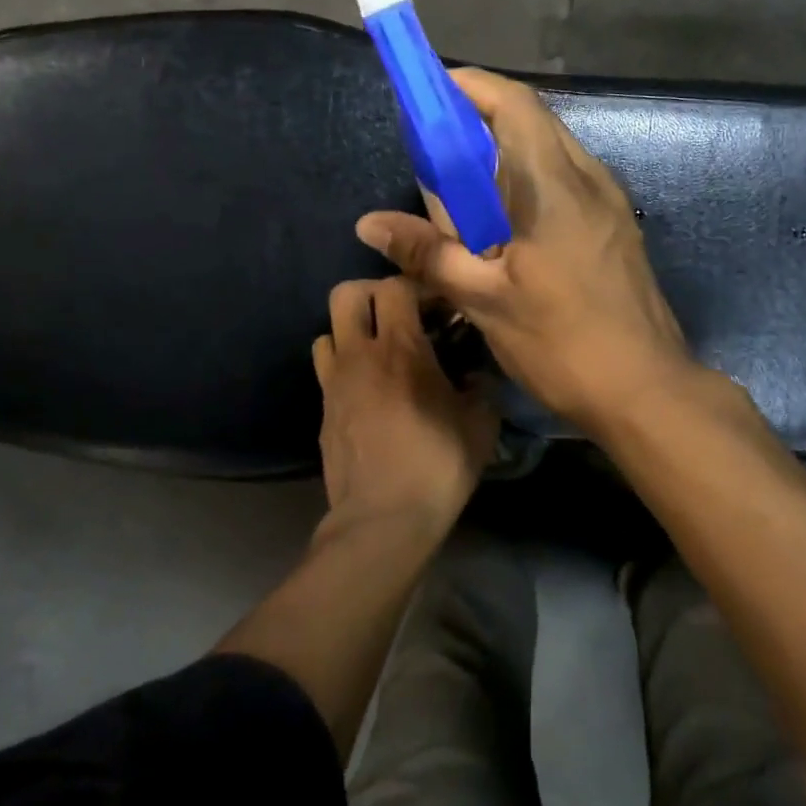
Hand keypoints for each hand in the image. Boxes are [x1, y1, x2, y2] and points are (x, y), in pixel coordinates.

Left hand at [313, 275, 498, 531]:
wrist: (383, 519)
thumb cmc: (437, 465)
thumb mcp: (480, 424)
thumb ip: (481, 387)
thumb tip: (475, 374)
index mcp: (400, 349)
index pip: (396, 286)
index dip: (418, 286)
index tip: (439, 306)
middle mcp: (360, 356)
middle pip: (346, 293)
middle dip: (373, 292)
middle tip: (401, 314)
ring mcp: (334, 382)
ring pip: (328, 329)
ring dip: (353, 330)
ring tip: (380, 351)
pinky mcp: (323, 410)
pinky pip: (326, 368)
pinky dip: (344, 364)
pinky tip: (369, 388)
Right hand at [355, 68, 697, 435]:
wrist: (646, 390)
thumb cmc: (562, 342)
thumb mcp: (484, 299)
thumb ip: (427, 253)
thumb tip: (369, 223)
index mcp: (555, 184)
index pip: (514, 104)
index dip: (471, 86)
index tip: (430, 94)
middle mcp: (589, 179)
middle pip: (532, 123)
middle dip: (480, 123)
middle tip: (435, 150)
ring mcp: (610, 203)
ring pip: (551, 154)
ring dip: (505, 157)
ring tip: (464, 192)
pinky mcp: (616, 228)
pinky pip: (566, 184)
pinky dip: (529, 184)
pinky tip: (505, 227)